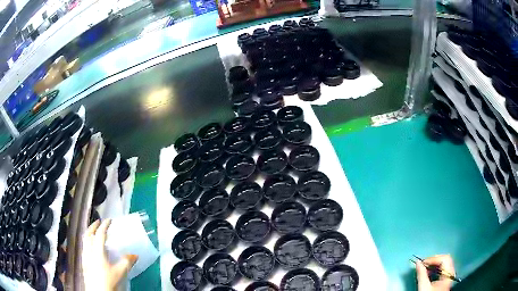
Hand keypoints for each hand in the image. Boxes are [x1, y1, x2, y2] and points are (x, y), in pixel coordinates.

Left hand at [82, 219, 138, 290]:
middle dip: (93, 226)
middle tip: (98, 222)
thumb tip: (134, 255)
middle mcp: (89, 251)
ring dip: (89, 233)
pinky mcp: (84, 262)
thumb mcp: (120, 272)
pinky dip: (87, 241)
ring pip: (84, 240)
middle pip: (88, 234)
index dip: (104, 225)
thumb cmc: (109, 281)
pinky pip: (84, 247)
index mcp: (97, 251)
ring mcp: (85, 256)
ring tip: (94, 231)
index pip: (100, 234)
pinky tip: (91, 247)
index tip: (109, 220)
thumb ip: (126, 262)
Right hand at [416, 254, 455, 290]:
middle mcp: (451, 273)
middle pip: (445, 259)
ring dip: (434, 264)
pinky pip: (443, 268)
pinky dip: (436, 268)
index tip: (423, 262)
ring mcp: (449, 276)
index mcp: (448, 274)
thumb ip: (421, 275)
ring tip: (425, 268)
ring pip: (444, 263)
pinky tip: (429, 273)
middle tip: (424, 264)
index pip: (444, 259)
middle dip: (434, 260)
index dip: (433, 259)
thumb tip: (418, 263)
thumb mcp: (424, 287)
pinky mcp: (446, 279)